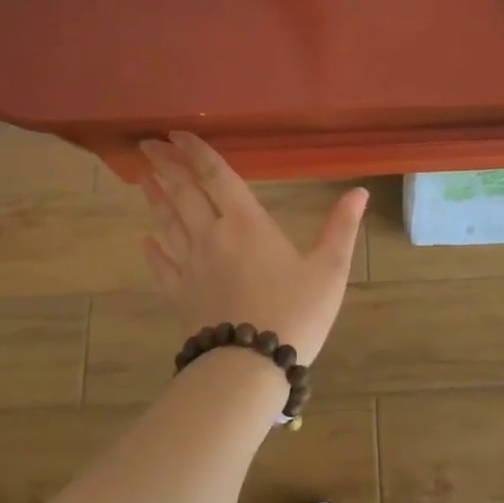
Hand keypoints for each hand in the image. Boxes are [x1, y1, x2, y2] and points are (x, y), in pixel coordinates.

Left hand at [139, 132, 367, 361]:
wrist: (249, 369)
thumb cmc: (294, 314)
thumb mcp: (330, 269)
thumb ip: (341, 227)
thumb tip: (360, 191)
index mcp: (246, 222)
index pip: (215, 176)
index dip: (196, 152)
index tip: (175, 134)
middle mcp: (211, 235)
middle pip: (183, 192)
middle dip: (166, 166)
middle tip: (148, 146)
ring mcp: (190, 266)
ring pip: (168, 223)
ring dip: (156, 199)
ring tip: (143, 179)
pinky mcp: (180, 295)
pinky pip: (162, 267)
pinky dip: (153, 251)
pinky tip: (145, 242)